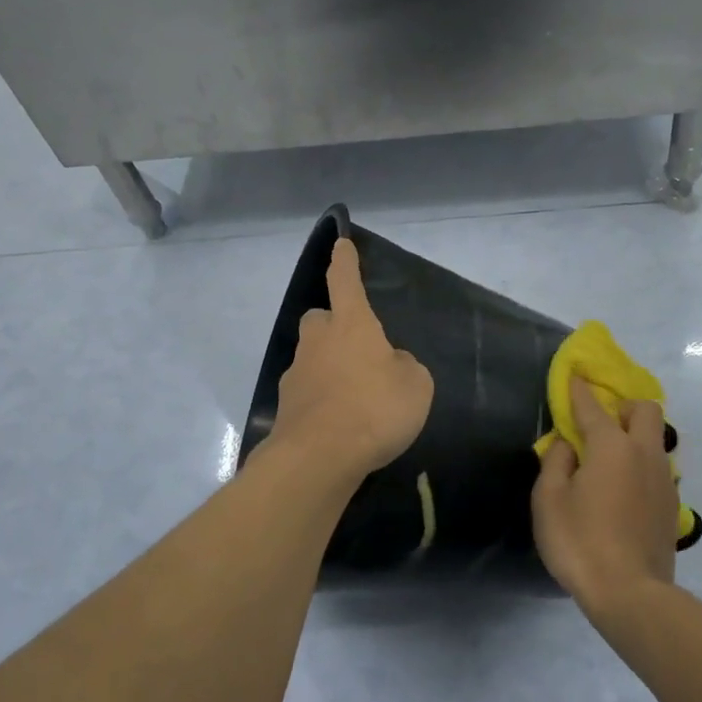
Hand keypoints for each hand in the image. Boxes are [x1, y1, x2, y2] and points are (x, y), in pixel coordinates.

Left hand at [266, 238, 433, 479]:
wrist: (319, 457)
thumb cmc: (374, 409)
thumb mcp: (415, 386)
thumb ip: (403, 367)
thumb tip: (389, 365)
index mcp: (351, 325)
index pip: (345, 281)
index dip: (345, 262)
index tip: (341, 244)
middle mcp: (318, 341)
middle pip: (319, 319)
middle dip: (332, 324)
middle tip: (355, 344)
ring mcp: (296, 374)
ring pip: (312, 357)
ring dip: (328, 366)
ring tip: (355, 396)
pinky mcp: (286, 407)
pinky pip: (308, 392)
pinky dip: (321, 400)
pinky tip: (340, 423)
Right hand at [531, 377, 680, 614]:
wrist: (630, 593)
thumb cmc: (580, 541)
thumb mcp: (549, 500)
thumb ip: (557, 463)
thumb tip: (569, 445)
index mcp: (612, 446)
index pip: (593, 406)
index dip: (579, 390)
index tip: (574, 377)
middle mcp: (644, 454)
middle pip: (645, 410)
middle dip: (624, 408)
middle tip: (601, 425)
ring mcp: (664, 480)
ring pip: (656, 440)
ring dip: (635, 438)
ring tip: (610, 462)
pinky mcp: (672, 506)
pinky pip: (658, 469)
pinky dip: (641, 467)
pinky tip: (624, 491)